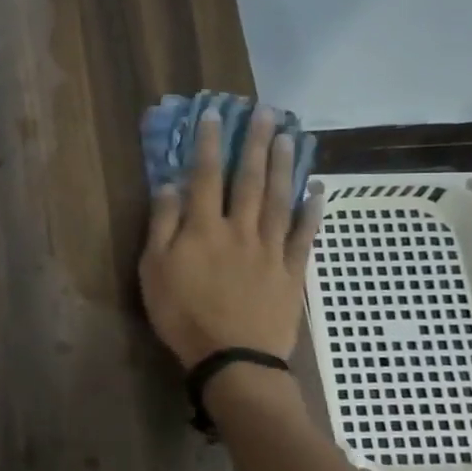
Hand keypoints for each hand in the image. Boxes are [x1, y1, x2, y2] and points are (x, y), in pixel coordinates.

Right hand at [139, 107, 323, 366]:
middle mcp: (240, 229)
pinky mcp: (291, 272)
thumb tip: (169, 185)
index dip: (209, 144)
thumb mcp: (154, 271)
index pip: (205, 176)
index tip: (215, 114)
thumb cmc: (183, 315)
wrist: (232, 358)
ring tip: (291, 137)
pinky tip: (316, 191)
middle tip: (267, 112)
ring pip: (279, 200)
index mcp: (204, 228)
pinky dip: (311, 212)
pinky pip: (304, 236)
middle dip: (256, 143)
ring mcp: (270, 249)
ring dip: (284, 166)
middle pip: (249, 180)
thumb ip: (162, 226)